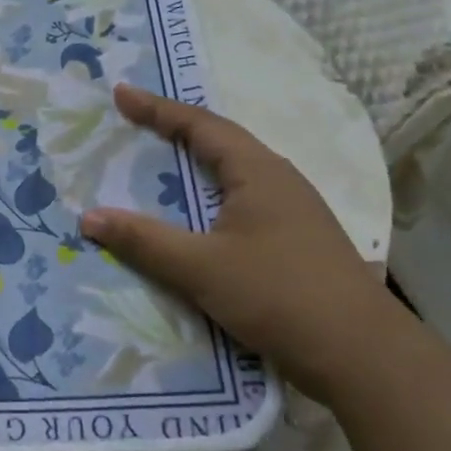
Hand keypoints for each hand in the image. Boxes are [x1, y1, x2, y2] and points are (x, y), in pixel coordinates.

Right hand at [80, 83, 409, 400]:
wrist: (362, 356)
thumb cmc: (279, 295)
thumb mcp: (201, 267)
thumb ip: (144, 241)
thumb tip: (88, 216)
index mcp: (258, 172)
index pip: (200, 125)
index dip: (157, 108)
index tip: (120, 94)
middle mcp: (278, 181)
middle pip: (219, 143)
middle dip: (174, 131)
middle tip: (133, 125)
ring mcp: (293, 212)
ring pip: (232, 175)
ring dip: (194, 166)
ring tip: (158, 167)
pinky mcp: (295, 242)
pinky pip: (240, 203)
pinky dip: (208, 199)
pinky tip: (196, 220)